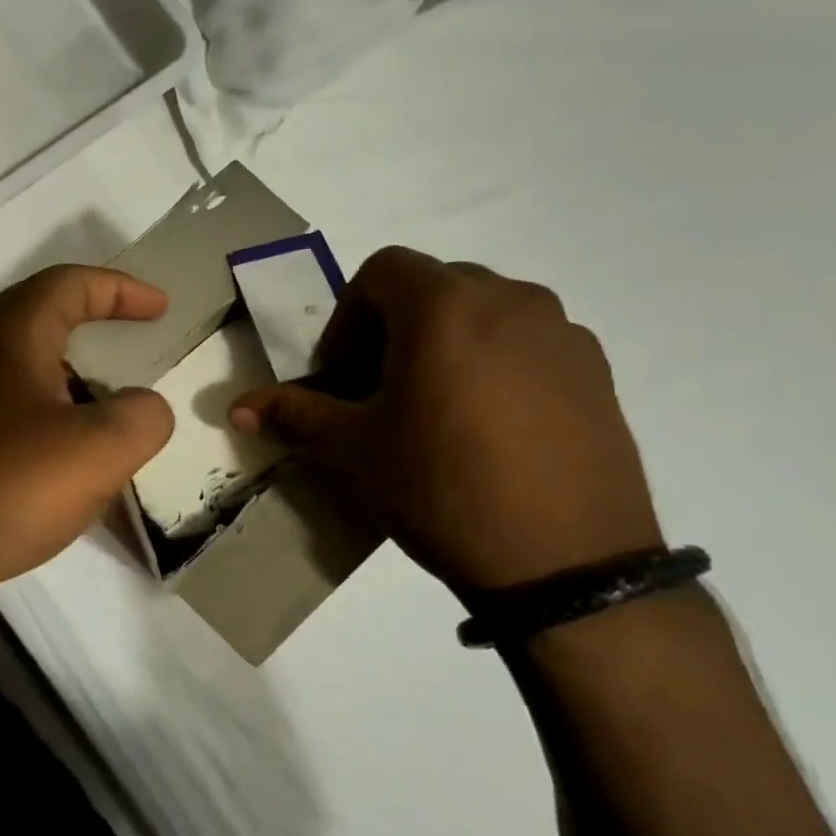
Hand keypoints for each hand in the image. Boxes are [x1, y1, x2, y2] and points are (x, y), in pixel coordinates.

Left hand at [0, 266, 174, 643]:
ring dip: (76, 369)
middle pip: (44, 312)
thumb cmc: (11, 485)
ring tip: (116, 400)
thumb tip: (144, 408)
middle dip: (95, 316)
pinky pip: (19, 404)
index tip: (160, 310)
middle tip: (135, 336)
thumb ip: (143, 416)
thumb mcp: (100, 449)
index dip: (120, 288)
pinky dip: (57, 410)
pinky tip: (78, 450)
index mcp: (13, 337)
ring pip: (30, 362)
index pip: (70, 284)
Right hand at [230, 247, 660, 591]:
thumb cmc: (441, 489)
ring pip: (484, 313)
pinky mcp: (598, 370)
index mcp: (445, 305)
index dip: (347, 317)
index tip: (342, 375)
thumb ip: (294, 414)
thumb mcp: (354, 450)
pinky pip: (529, 343)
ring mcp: (562, 333)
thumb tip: (237, 407)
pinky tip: (491, 428)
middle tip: (380, 391)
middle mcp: (510, 298)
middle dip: (393, 328)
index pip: (381, 271)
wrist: (566, 563)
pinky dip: (496, 363)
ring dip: (447, 342)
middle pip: (433, 287)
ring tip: (438, 409)